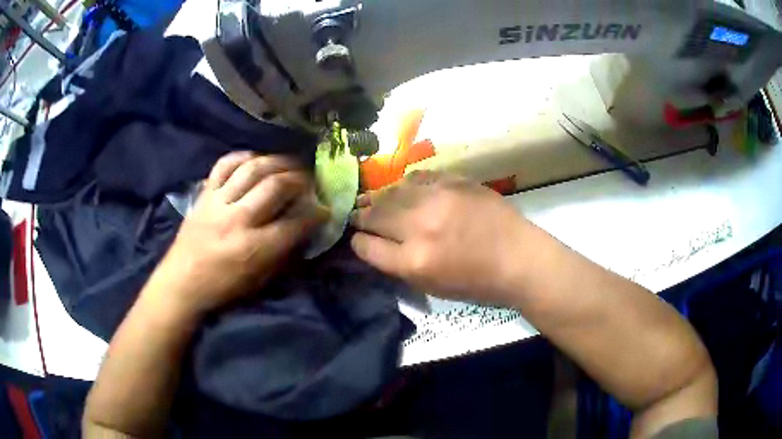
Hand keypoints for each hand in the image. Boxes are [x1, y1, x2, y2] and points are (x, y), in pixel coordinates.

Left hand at [145, 152, 328, 317]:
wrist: (181, 281)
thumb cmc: (222, 288)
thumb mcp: (259, 281)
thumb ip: (283, 254)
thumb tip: (303, 230)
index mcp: (254, 248)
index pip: (295, 223)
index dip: (316, 213)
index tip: (325, 208)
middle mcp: (238, 219)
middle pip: (276, 186)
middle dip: (301, 179)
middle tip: (311, 179)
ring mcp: (219, 202)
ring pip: (253, 169)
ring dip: (278, 162)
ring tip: (290, 163)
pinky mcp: (205, 194)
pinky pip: (224, 165)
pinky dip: (243, 156)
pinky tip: (256, 158)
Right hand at [350, 171, 531, 304]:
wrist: (520, 258)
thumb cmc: (478, 283)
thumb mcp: (432, 287)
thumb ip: (399, 266)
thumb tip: (377, 246)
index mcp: (414, 261)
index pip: (367, 247)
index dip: (358, 243)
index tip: (359, 240)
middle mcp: (420, 226)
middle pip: (375, 215)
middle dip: (361, 216)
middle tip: (357, 214)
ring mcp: (438, 199)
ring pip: (392, 191)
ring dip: (378, 197)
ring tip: (372, 199)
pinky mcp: (454, 181)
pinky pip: (418, 177)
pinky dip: (406, 184)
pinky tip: (403, 188)